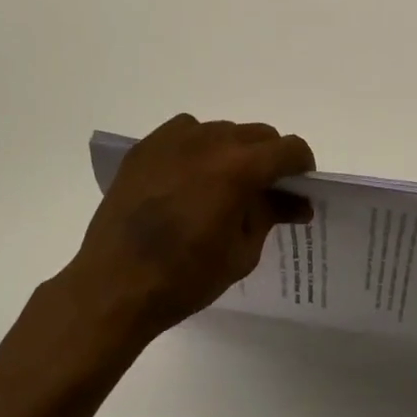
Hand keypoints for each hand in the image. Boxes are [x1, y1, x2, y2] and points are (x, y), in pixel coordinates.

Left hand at [53, 114, 314, 353]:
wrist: (115, 285)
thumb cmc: (185, 277)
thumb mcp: (242, 252)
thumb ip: (271, 215)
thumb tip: (296, 202)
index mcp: (240, 168)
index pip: (289, 149)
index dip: (302, 167)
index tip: (299, 188)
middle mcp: (210, 141)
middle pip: (258, 135)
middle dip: (270, 159)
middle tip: (264, 193)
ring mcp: (173, 140)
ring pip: (222, 131)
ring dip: (234, 152)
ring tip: (222, 186)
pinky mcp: (146, 147)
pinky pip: (186, 132)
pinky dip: (198, 147)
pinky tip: (189, 177)